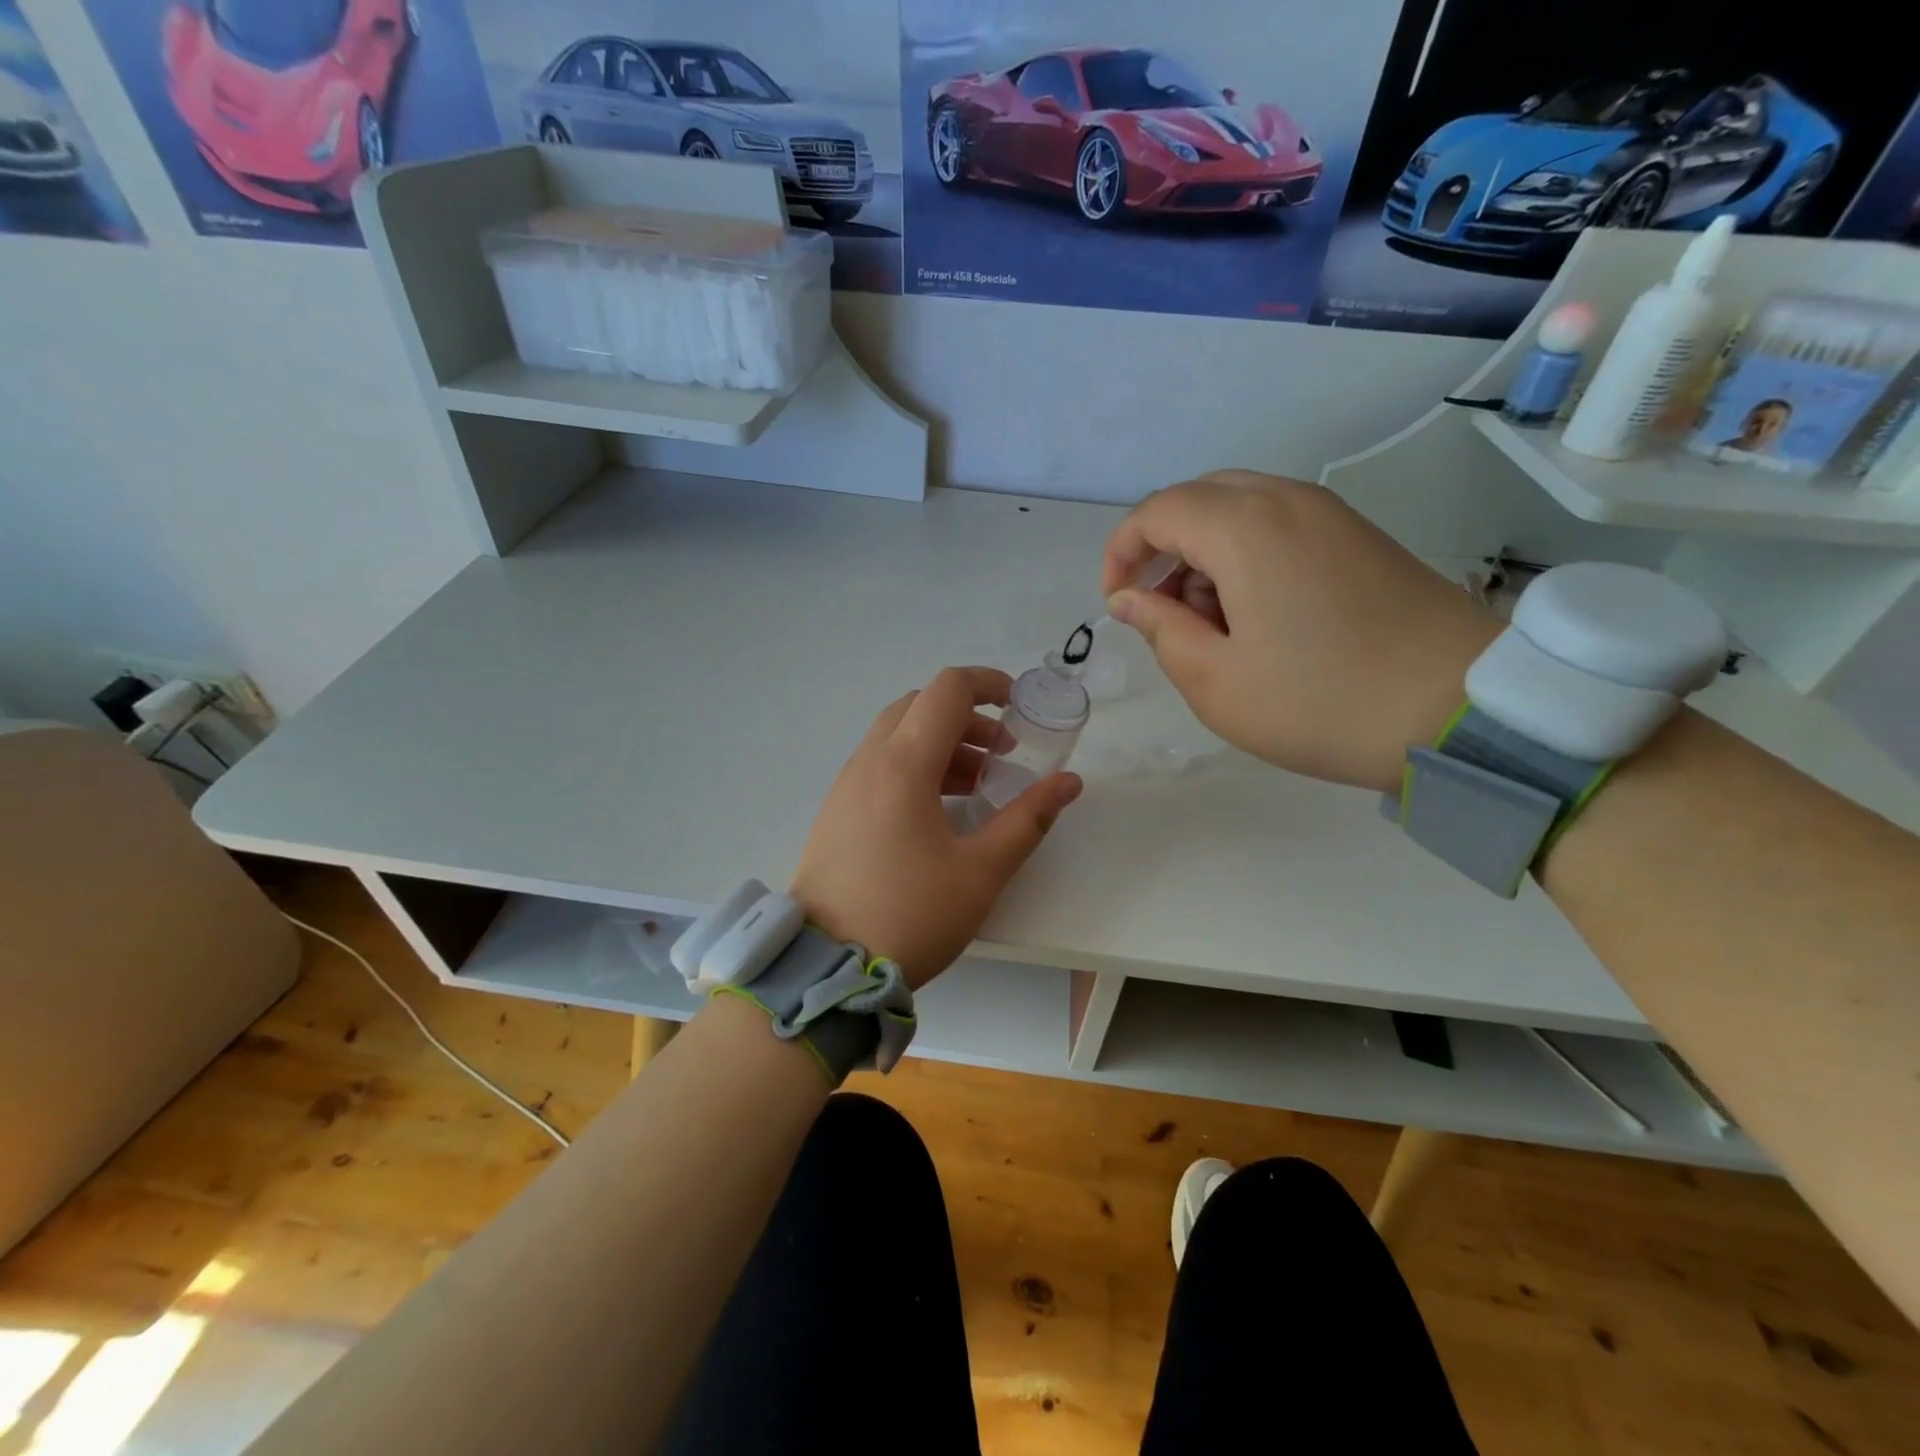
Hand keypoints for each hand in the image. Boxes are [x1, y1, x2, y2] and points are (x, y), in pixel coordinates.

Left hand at [790, 667, 1082, 988]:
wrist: (828, 966)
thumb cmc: (911, 915)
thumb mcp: (981, 871)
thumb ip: (1028, 819)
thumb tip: (1069, 782)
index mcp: (904, 765)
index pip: (948, 690)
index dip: (989, 684)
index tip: (1019, 707)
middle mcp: (869, 761)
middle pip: (920, 706)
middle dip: (968, 717)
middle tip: (1002, 754)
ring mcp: (846, 785)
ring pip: (897, 734)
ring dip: (941, 742)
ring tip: (978, 782)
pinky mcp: (836, 809)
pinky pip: (879, 763)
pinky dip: (914, 764)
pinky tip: (938, 807)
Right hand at [1102, 471, 1500, 794]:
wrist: (1461, 709)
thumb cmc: (1320, 702)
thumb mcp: (1216, 682)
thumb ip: (1161, 631)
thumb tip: (1131, 600)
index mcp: (1245, 528)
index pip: (1157, 511)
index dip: (1122, 552)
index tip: (1116, 605)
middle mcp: (1287, 500)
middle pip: (1198, 498)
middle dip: (1162, 548)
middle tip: (1159, 610)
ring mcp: (1331, 514)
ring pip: (1240, 507)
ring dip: (1204, 552)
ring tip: (1209, 621)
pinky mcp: (1359, 536)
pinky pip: (1280, 522)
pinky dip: (1246, 554)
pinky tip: (1256, 613)